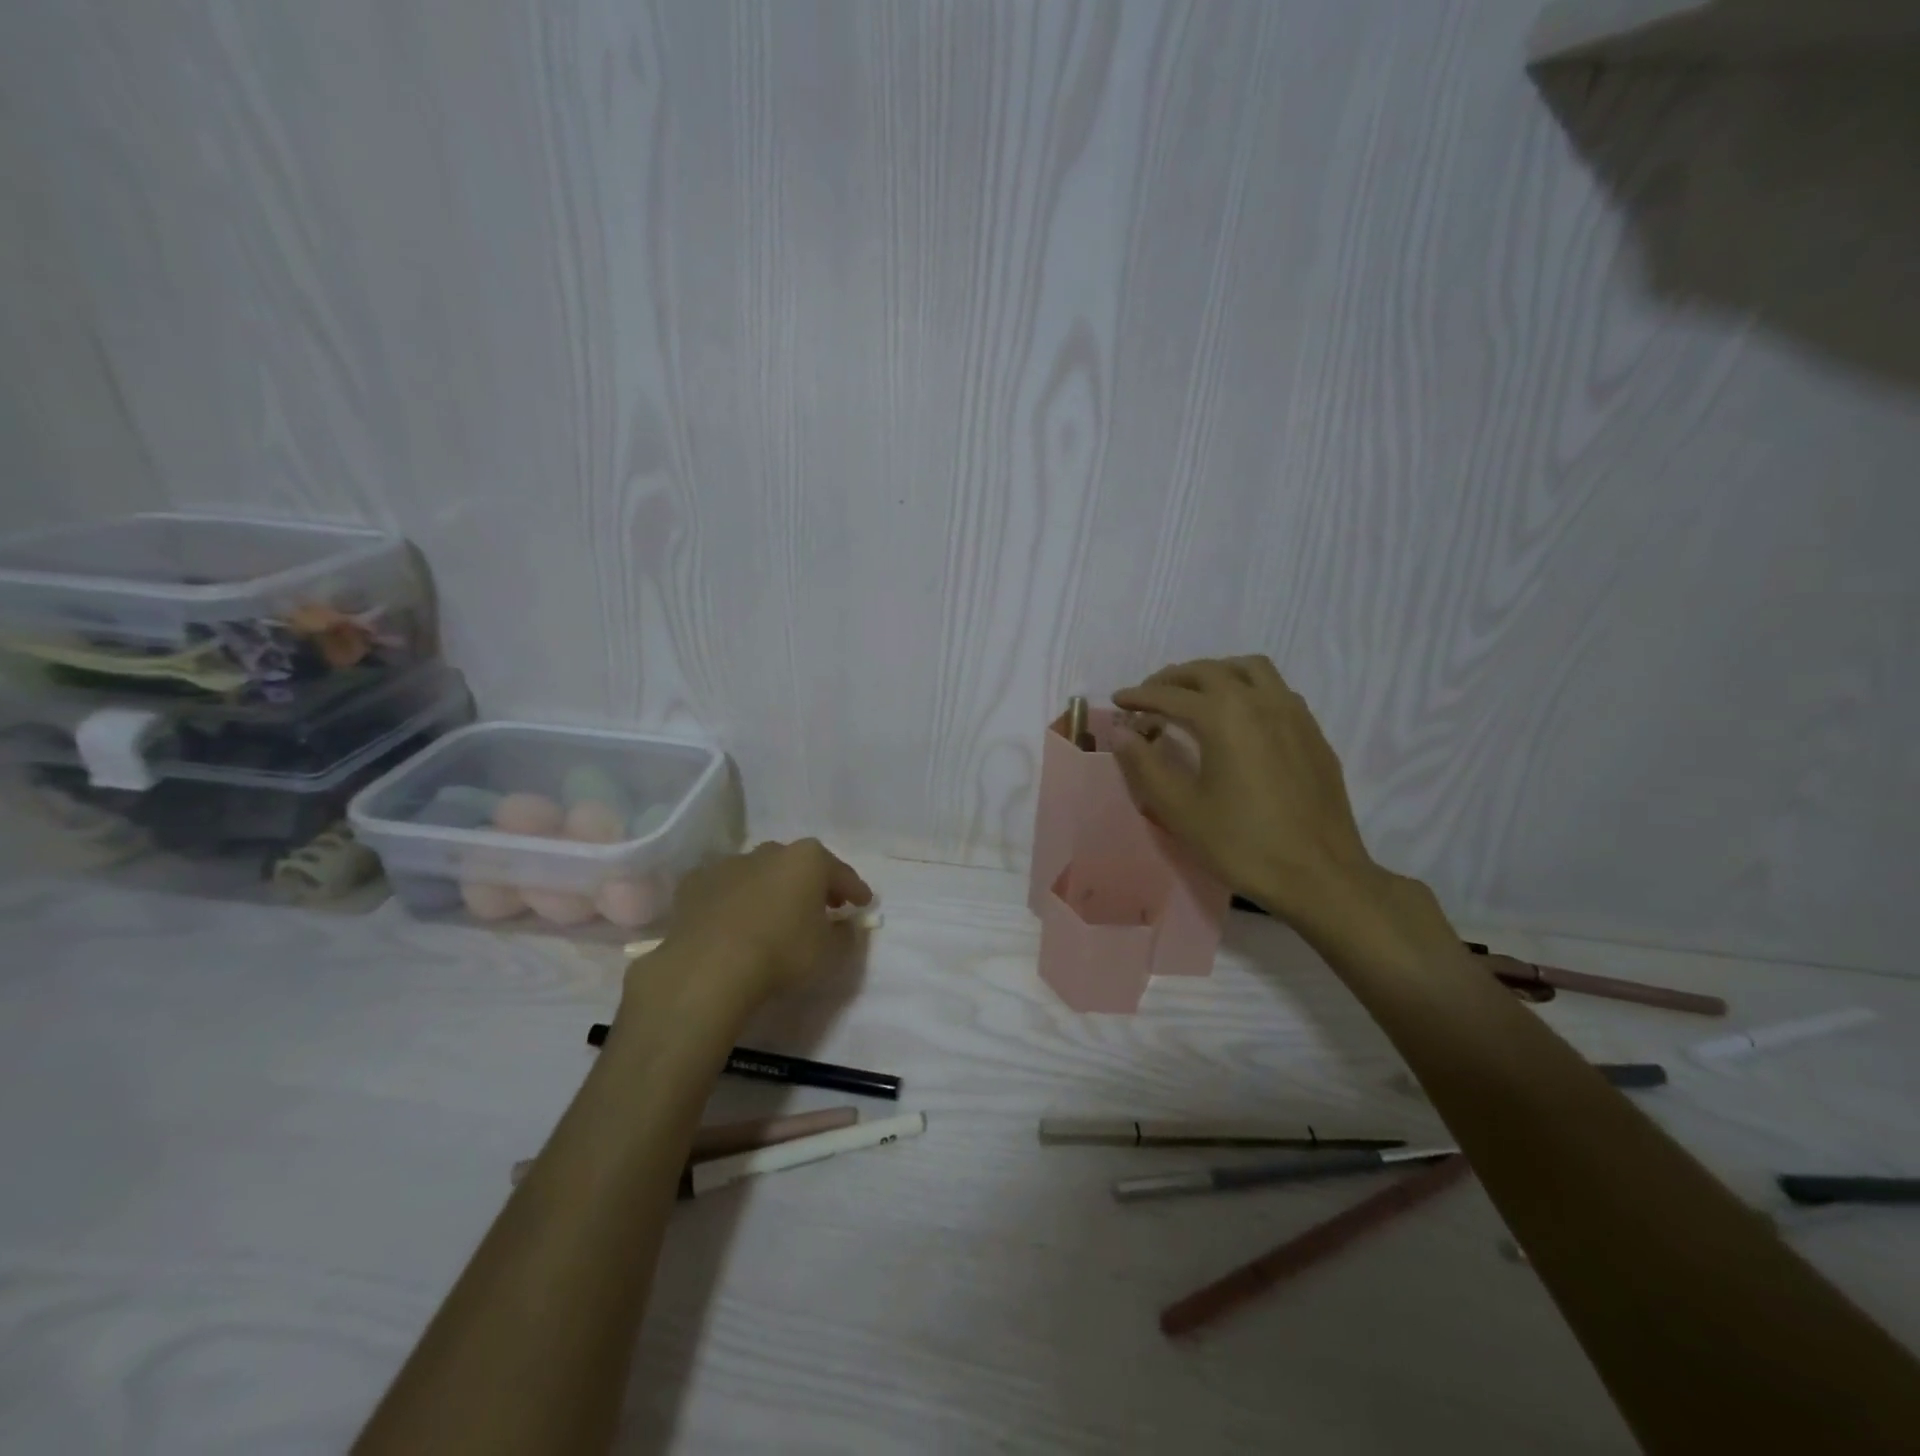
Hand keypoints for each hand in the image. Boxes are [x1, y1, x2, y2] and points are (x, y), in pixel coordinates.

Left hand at [646, 839, 872, 1011]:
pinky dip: (733, 901)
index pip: (841, 873)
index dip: (855, 890)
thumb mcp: (829, 952)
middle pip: (798, 865)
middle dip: (812, 884)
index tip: (863, 904)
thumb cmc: (782, 953)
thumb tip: (845, 925)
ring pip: (759, 873)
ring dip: (770, 890)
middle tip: (822, 906)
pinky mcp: (695, 883)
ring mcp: (729, 864)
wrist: (709, 968)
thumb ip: (844, 934)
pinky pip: (725, 889)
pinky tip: (733, 923)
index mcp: (808, 859)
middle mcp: (770, 851)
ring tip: (773, 917)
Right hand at [1112, 656, 1383, 931]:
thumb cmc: (1242, 844)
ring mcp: (1294, 714)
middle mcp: (1260, 702)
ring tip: (1195, 694)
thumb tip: (1122, 734)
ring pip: (1250, 669)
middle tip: (1150, 695)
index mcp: (1225, 716)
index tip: (1119, 701)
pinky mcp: (1313, 734)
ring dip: (1216, 673)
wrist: (1320, 876)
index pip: (1171, 695)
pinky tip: (1239, 717)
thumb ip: (1146, 765)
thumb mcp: (1181, 809)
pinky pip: (1276, 691)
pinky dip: (1248, 688)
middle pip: (1210, 671)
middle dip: (1174, 678)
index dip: (1140, 696)